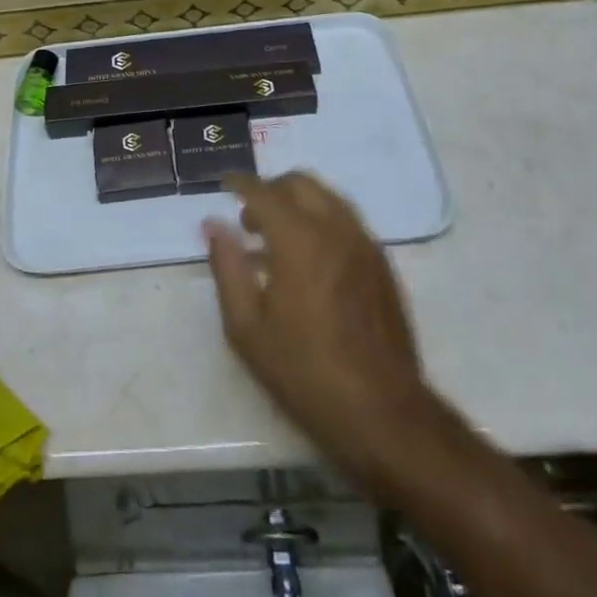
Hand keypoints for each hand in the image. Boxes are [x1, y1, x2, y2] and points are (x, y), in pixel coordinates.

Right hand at [205, 173, 456, 490]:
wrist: (382, 413)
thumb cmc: (304, 372)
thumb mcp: (247, 327)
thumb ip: (227, 267)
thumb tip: (213, 224)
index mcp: (298, 238)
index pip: (263, 191)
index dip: (240, 183)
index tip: (224, 185)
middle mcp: (335, 228)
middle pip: (300, 183)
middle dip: (271, 189)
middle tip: (249, 218)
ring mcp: (364, 244)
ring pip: (327, 198)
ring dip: (298, 203)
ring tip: (277, 237)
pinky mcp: (382, 264)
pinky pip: (347, 222)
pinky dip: (322, 221)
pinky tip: (309, 259)